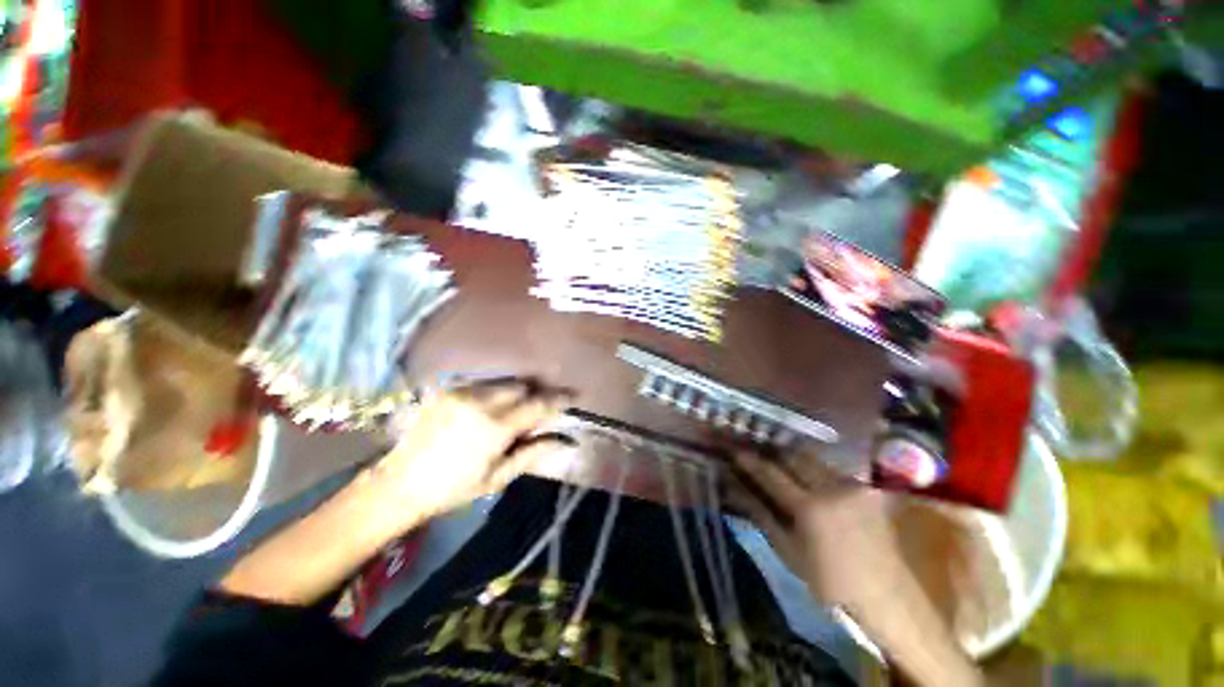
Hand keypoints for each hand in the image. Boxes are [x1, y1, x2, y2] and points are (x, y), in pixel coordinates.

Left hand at [371, 378, 574, 521]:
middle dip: (535, 393)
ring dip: (516, 391)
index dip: (559, 398)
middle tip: (539, 408)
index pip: (538, 403)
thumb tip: (567, 441)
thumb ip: (533, 452)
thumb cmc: (453, 489)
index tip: (574, 395)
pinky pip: (483, 383)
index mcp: (495, 427)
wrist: (399, 484)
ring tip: (513, 409)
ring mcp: (461, 391)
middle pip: (522, 385)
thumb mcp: (498, 477)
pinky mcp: (448, 389)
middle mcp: (481, 401)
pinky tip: (489, 408)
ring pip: (504, 381)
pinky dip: (495, 391)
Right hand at [726, 450, 982, 686]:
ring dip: (795, 460)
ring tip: (783, 466)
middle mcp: (831, 488)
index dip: (750, 461)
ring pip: (814, 460)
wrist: (886, 595)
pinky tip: (813, 481)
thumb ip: (761, 515)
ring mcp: (853, 485)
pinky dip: (816, 471)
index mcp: (808, 508)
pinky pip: (833, 470)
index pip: (770, 473)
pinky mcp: (868, 488)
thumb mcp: (788, 552)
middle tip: (760, 456)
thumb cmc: (830, 581)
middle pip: (793, 456)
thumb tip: (734, 489)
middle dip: (773, 453)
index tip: (736, 452)